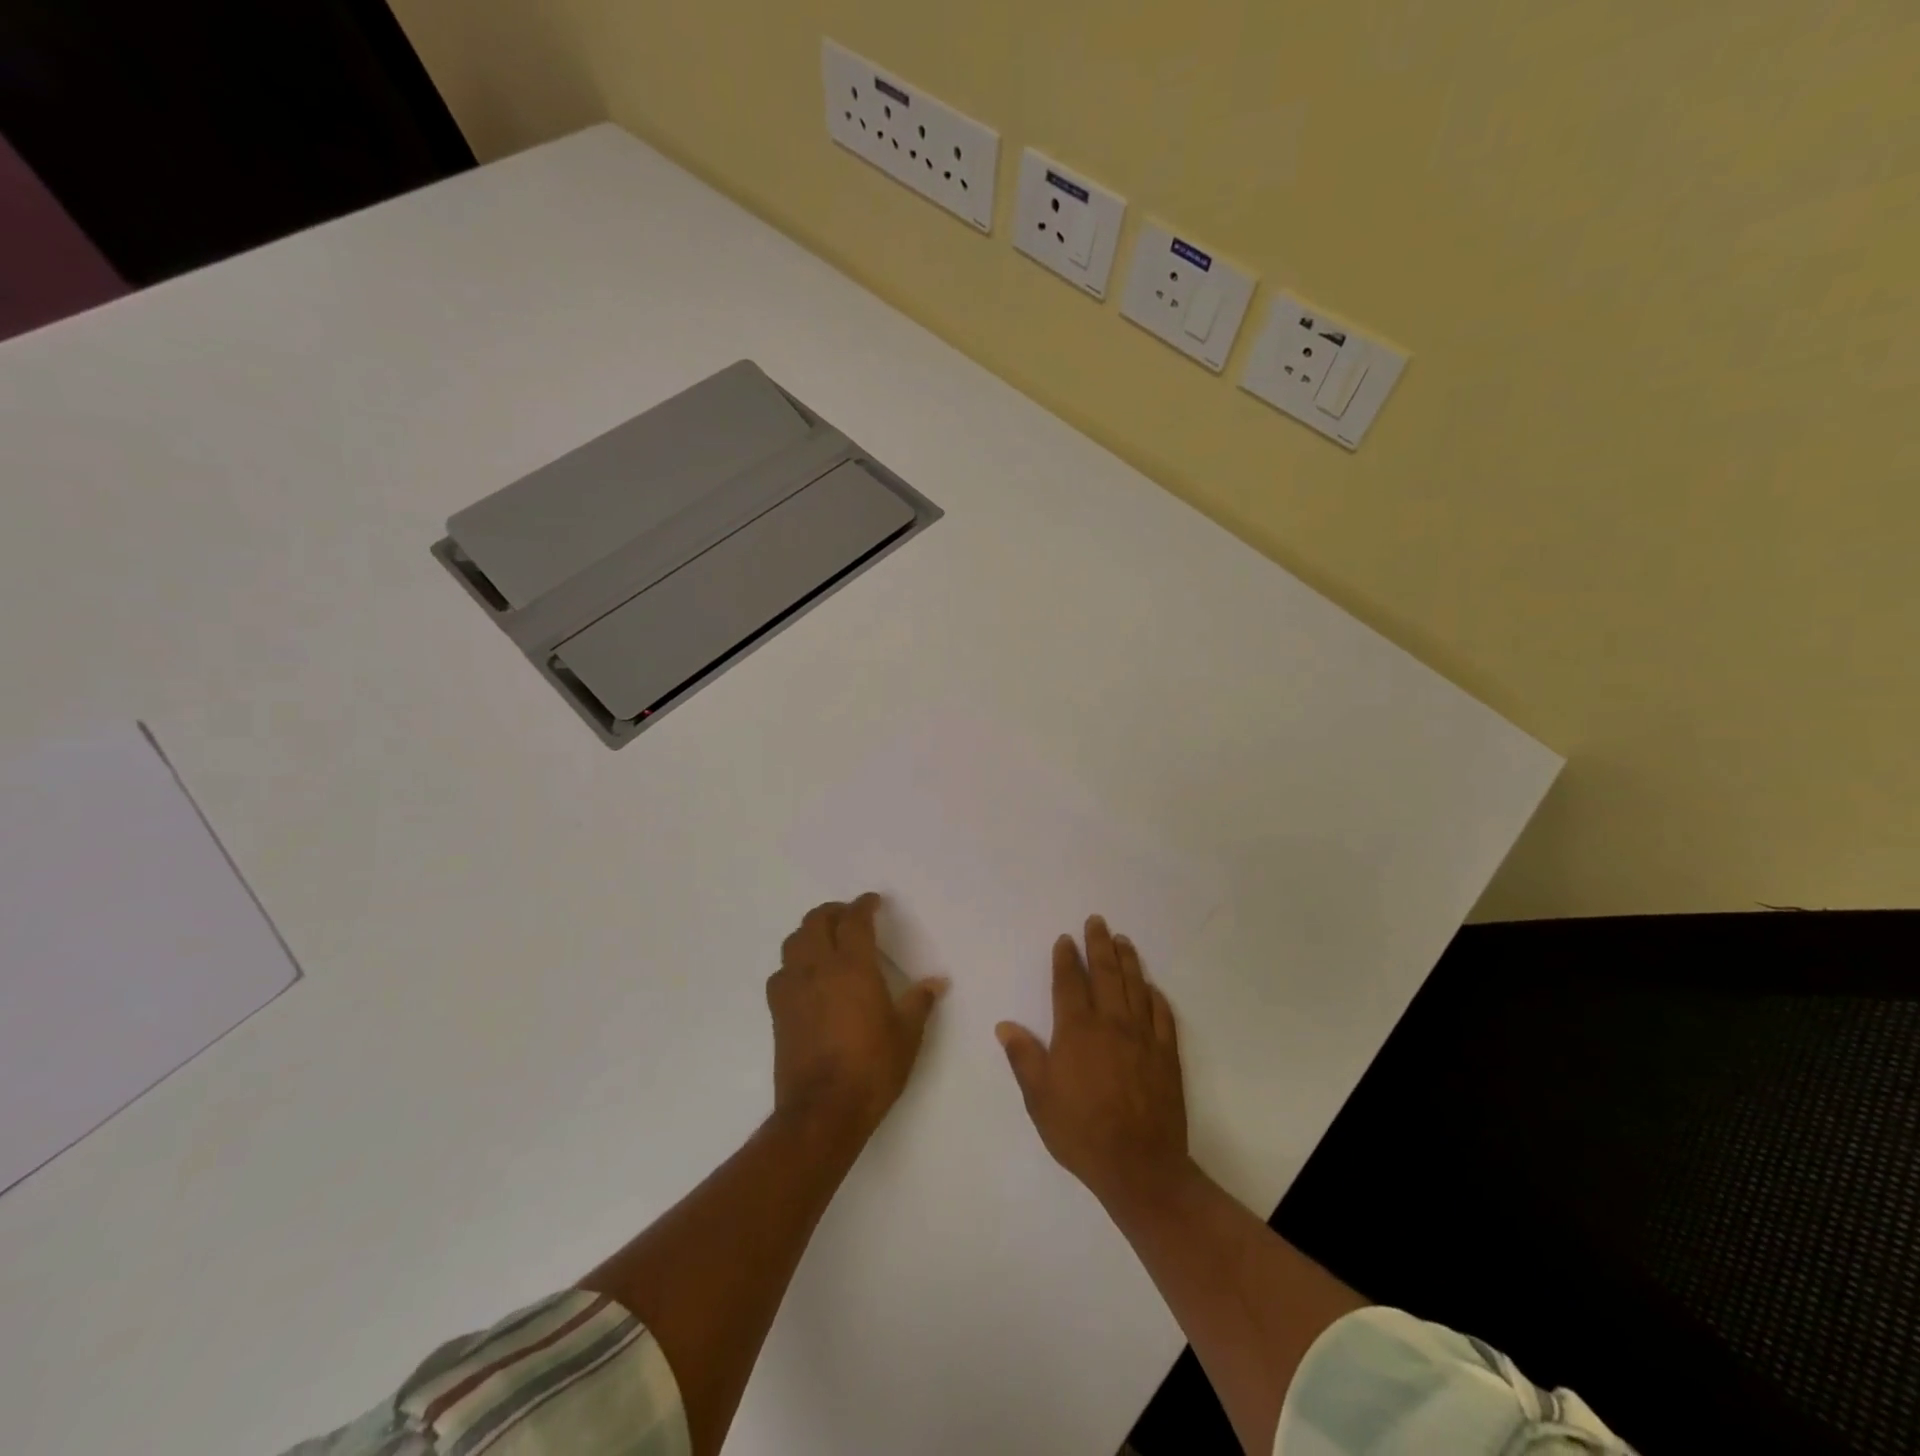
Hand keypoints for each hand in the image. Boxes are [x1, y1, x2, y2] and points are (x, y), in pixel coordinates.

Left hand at [767, 894, 947, 1143]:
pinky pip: (782, 971)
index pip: (854, 920)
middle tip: (850, 916)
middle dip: (833, 912)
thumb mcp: (907, 1035)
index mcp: (853, 966)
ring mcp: (793, 988)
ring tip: (825, 939)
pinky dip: (794, 962)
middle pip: (816, 921)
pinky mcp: (778, 1011)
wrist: (822, 1110)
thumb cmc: (871, 1068)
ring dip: (810, 932)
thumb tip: (937, 981)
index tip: (873, 902)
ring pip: (794, 941)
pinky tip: (806, 976)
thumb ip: (919, 1002)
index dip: (864, 905)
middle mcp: (818, 968)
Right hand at [996, 916, 1189, 1210]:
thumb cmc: (1081, 1132)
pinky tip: (1152, 987)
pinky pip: (1163, 1014)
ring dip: (1128, 960)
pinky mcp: (1167, 1054)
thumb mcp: (1039, 1099)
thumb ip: (1024, 1057)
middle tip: (1097, 921)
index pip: (1070, 983)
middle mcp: (1111, 1023)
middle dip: (1099, 944)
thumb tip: (1005, 1025)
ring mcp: (1143, 1037)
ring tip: (1123, 940)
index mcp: (1077, 1031)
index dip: (1066, 958)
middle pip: (1105, 973)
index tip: (1065, 940)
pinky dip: (1156, 996)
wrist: (1140, 1166)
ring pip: (1136, 987)